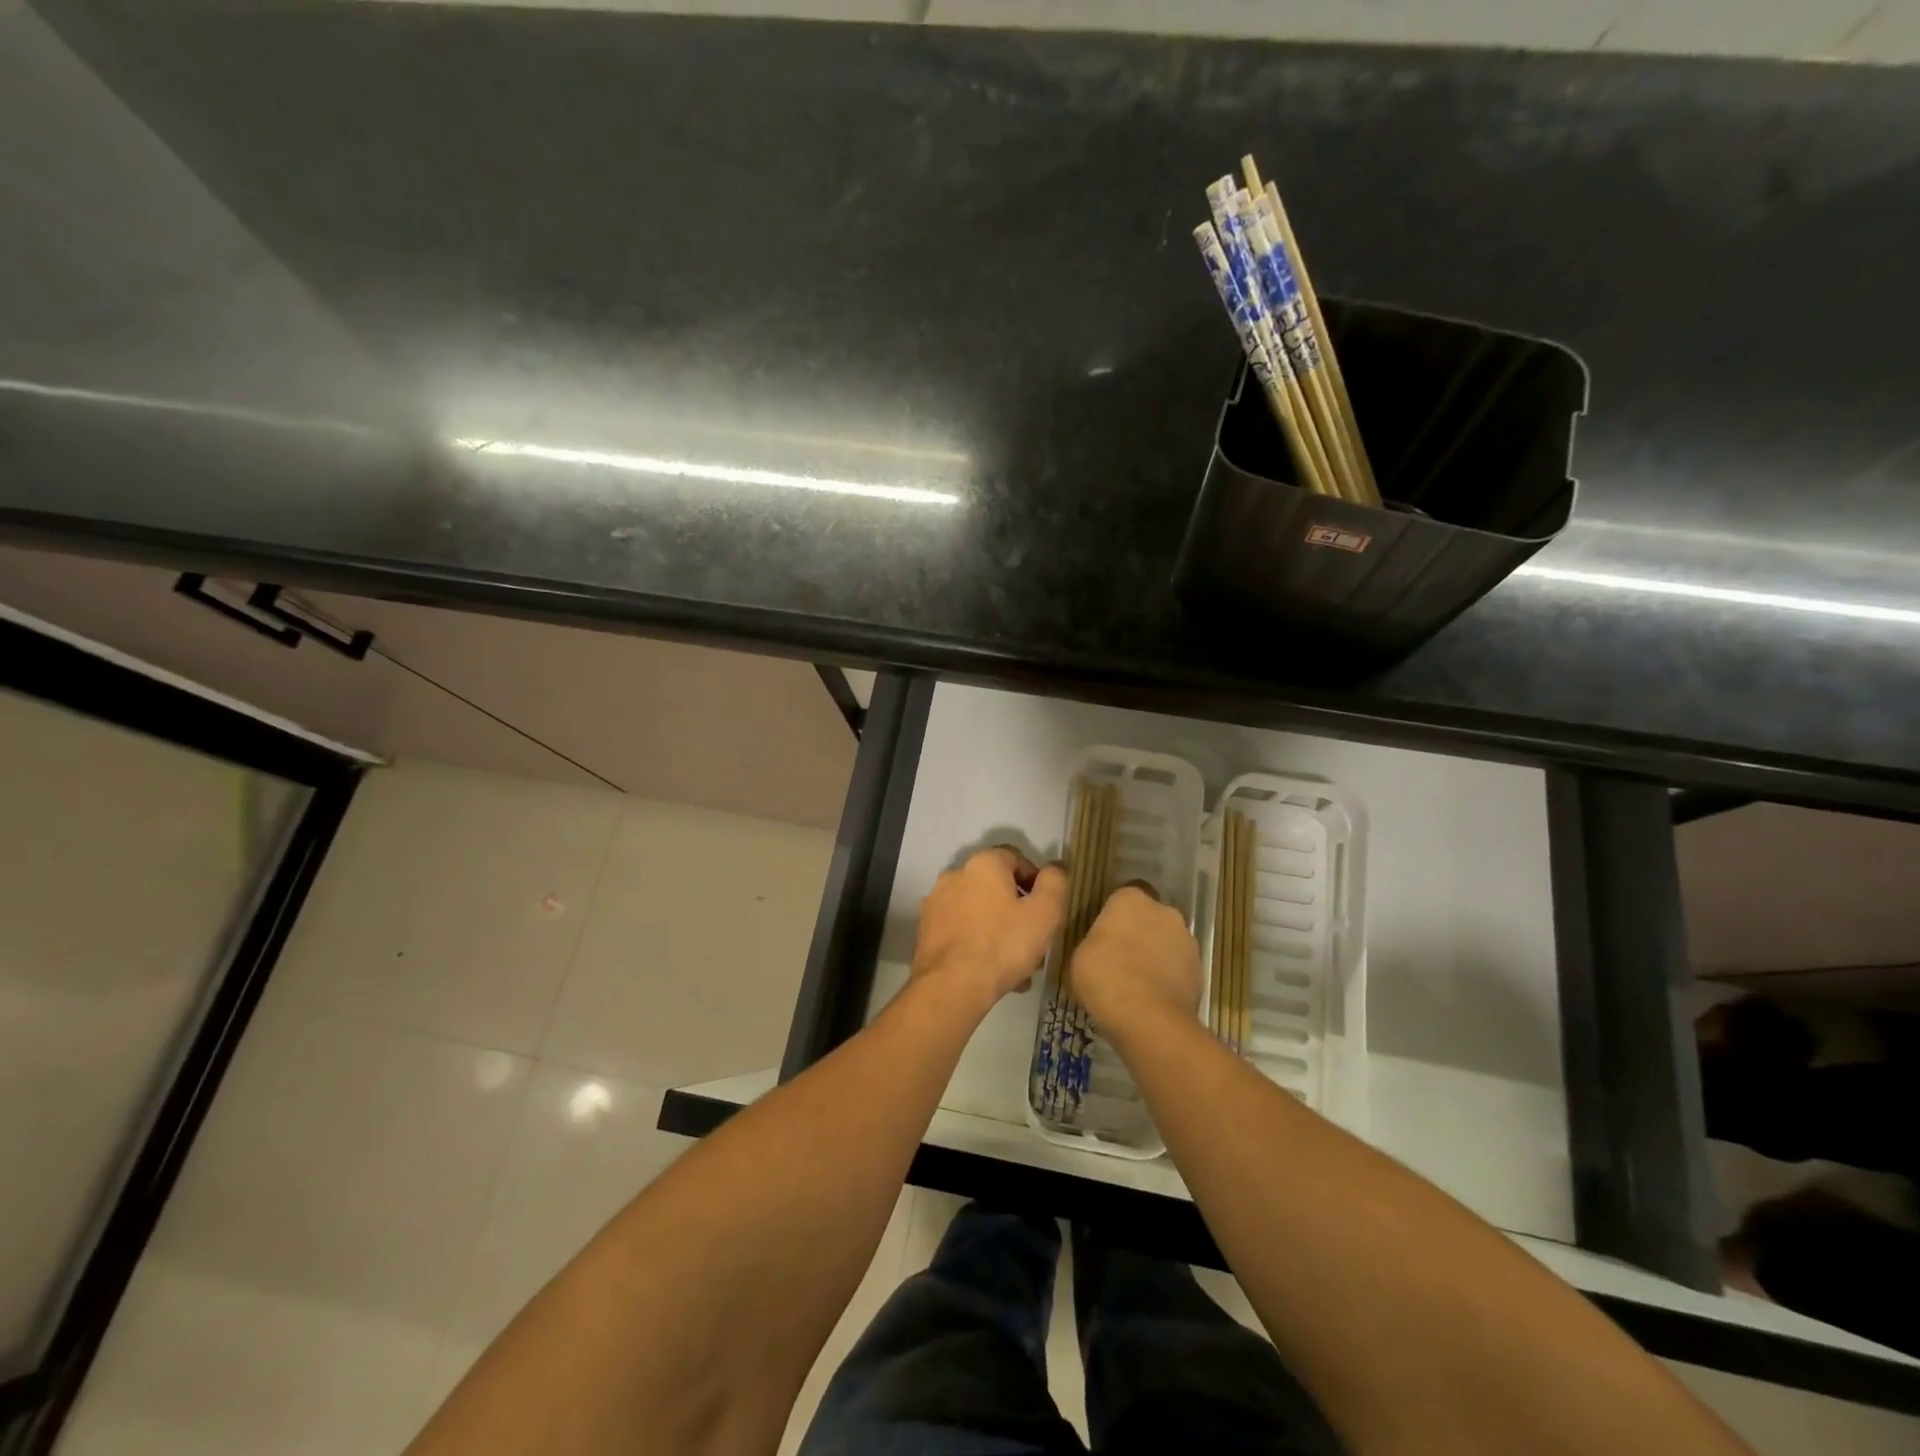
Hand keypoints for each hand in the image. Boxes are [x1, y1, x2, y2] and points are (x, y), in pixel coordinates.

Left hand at [912, 847, 1067, 1011]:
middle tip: (1036, 942)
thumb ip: (1055, 884)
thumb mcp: (1045, 913)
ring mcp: (936, 903)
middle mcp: (955, 875)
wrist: (951, 986)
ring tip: (1018, 967)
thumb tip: (1055, 868)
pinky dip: (978, 944)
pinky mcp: (926, 931)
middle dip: (1019, 913)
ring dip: (1000, 932)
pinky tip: (992, 973)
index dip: (1038, 882)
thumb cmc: (1003, 944)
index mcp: (983, 864)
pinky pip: (962, 931)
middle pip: (997, 888)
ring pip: (980, 913)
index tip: (1048, 910)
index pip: (1017, 858)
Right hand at [1068, 884, 1202, 1034]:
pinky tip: (1152, 997)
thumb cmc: (1105, 977)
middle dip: (1138, 931)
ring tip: (1137, 982)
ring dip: (1156, 953)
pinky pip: (1178, 966)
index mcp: (1131, 899)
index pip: (1123, 896)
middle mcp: (1164, 911)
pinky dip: (1169, 976)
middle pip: (1149, 916)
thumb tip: (1100, 946)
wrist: (1148, 1020)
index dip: (1114, 915)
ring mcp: (1187, 940)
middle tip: (1119, 957)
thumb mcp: (1079, 956)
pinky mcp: (1200, 969)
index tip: (1104, 935)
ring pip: (1167, 941)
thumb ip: (1093, 941)